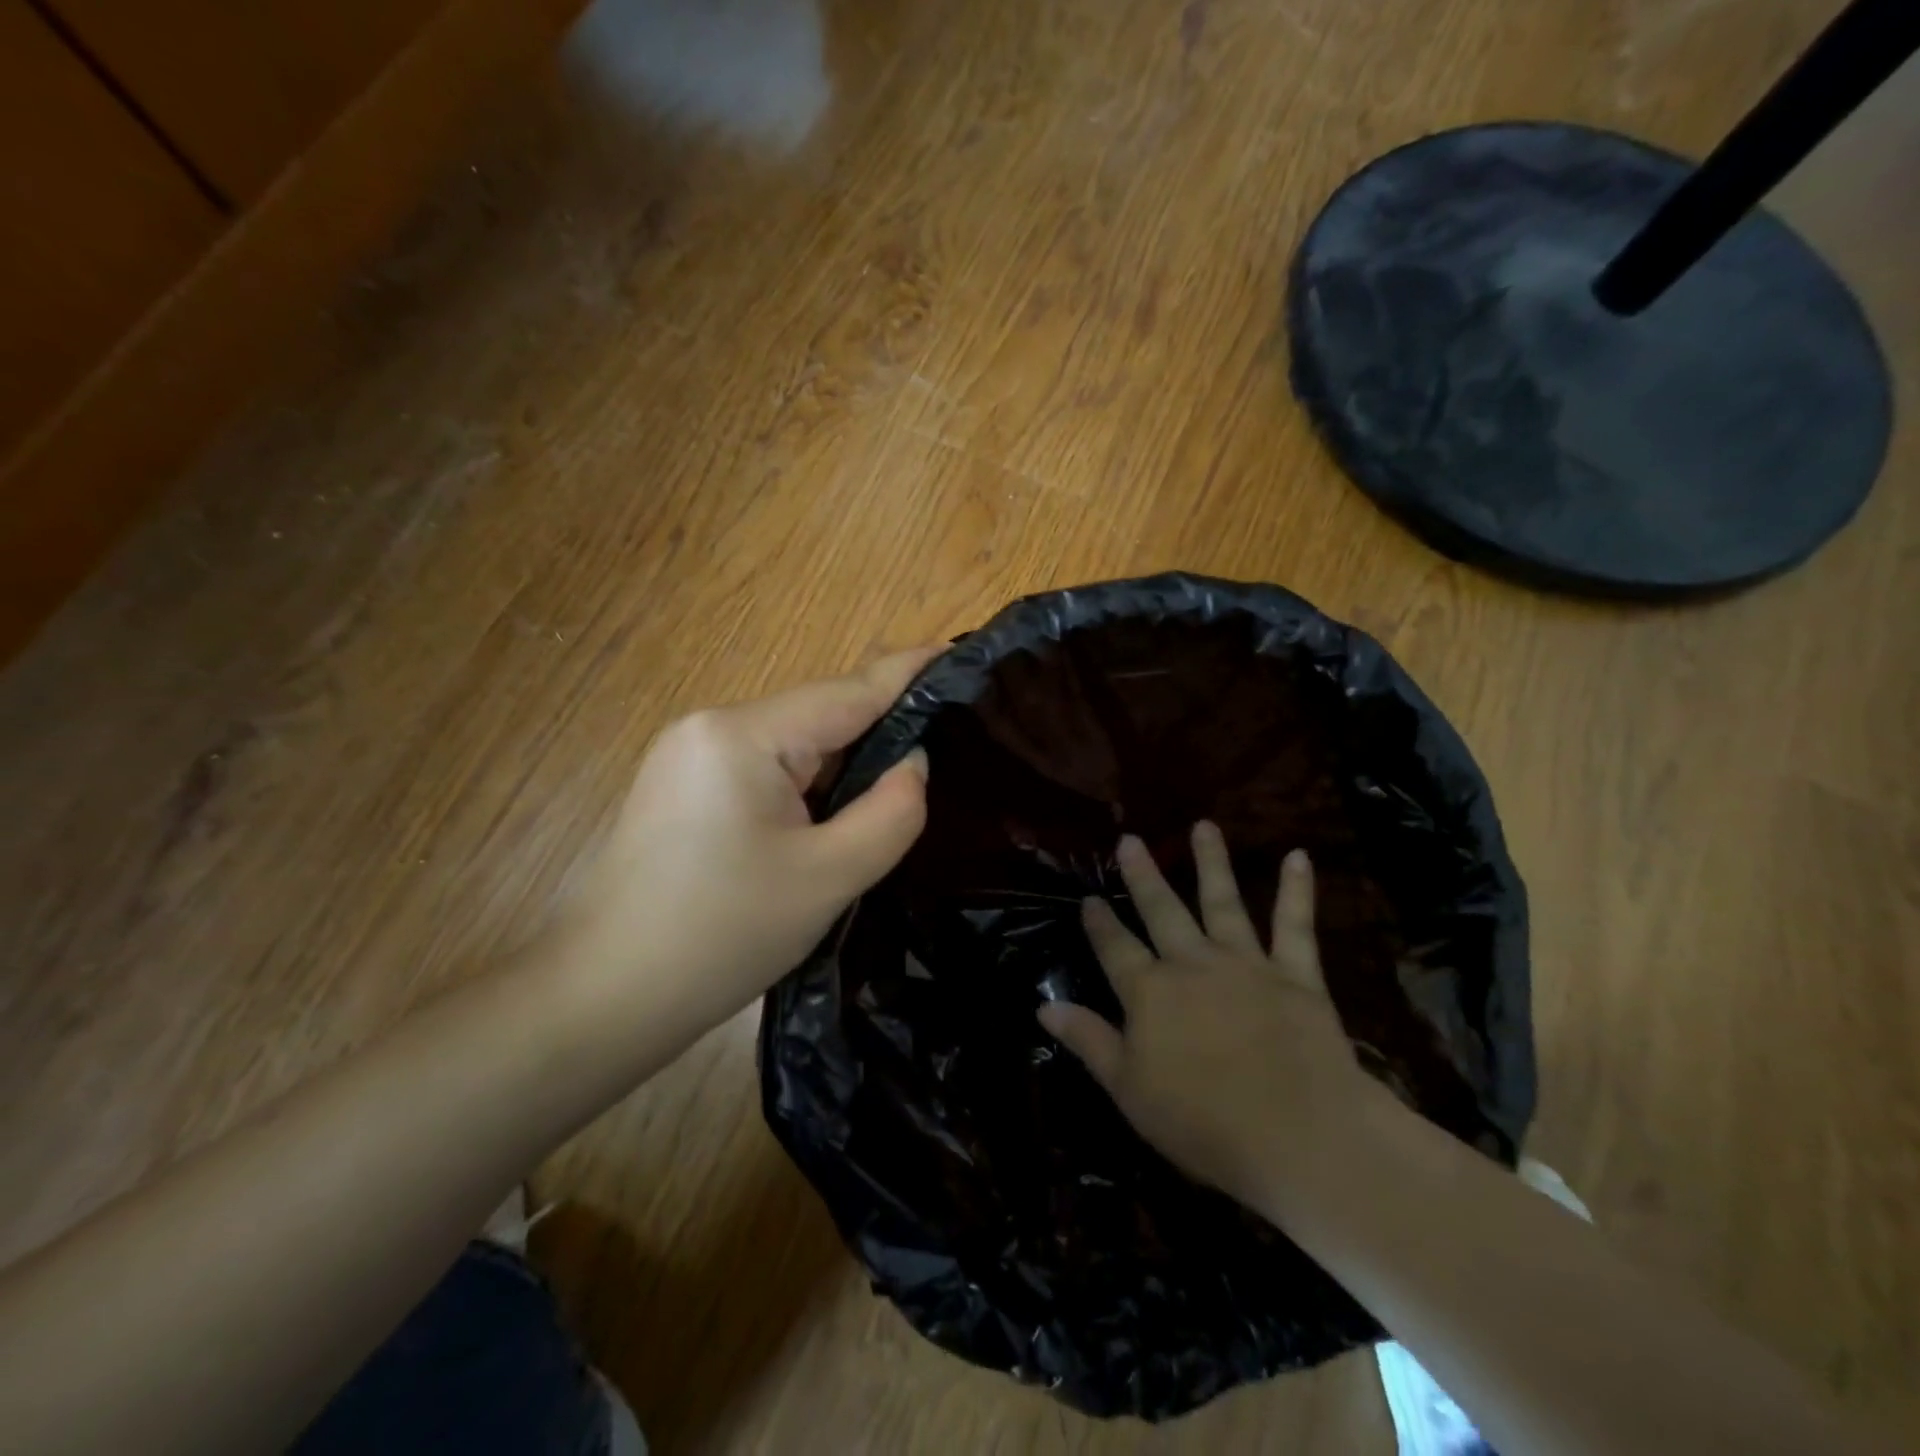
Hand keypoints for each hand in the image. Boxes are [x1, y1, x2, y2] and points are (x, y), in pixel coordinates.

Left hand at [561, 647, 937, 1038]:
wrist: (606, 997)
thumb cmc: (722, 936)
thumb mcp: (828, 877)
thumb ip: (890, 811)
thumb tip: (911, 762)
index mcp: (742, 735)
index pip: (846, 693)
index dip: (906, 673)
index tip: (956, 652)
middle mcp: (711, 727)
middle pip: (818, 719)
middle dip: (877, 734)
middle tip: (943, 751)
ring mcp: (689, 755)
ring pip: (793, 747)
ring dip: (842, 767)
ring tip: (894, 793)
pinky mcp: (684, 787)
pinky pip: (766, 770)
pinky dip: (808, 787)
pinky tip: (831, 818)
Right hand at [1038, 824, 1390, 1205]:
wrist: (1300, 1136)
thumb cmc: (1203, 1122)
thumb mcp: (1128, 1089)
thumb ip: (1088, 1040)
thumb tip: (1043, 1007)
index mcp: (1149, 992)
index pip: (1115, 947)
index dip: (1099, 923)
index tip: (1088, 899)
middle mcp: (1192, 964)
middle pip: (1162, 910)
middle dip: (1143, 875)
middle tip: (1130, 840)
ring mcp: (1246, 963)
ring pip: (1223, 902)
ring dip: (1211, 862)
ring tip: (1203, 825)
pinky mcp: (1296, 975)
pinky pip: (1295, 925)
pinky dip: (1297, 890)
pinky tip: (1298, 857)